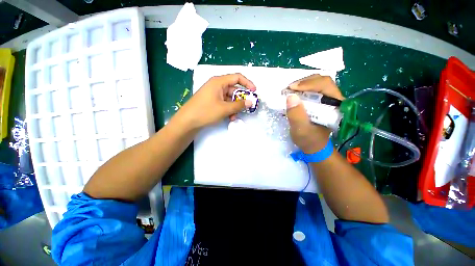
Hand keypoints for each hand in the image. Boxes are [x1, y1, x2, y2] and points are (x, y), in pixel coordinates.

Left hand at [175, 73, 255, 128]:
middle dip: (240, 99)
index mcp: (219, 82)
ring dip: (234, 107)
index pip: (237, 77)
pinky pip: (224, 103)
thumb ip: (239, 105)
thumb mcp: (225, 109)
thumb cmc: (206, 111)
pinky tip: (229, 117)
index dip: (247, 83)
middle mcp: (216, 85)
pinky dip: (228, 109)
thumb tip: (250, 102)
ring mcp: (213, 94)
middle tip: (247, 108)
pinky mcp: (211, 101)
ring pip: (229, 98)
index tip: (254, 91)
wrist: (188, 121)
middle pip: (233, 89)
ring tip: (235, 116)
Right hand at [286, 74, 343, 153]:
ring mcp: (327, 100)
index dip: (308, 83)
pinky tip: (293, 95)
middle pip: (322, 81)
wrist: (313, 146)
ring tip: (289, 91)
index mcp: (335, 106)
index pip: (325, 85)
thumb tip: (291, 97)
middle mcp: (334, 100)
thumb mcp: (301, 130)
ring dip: (302, 85)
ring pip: (317, 84)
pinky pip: (312, 90)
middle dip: (304, 82)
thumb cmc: (309, 140)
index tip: (291, 88)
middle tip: (289, 89)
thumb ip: (296, 115)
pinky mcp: (321, 102)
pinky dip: (301, 89)